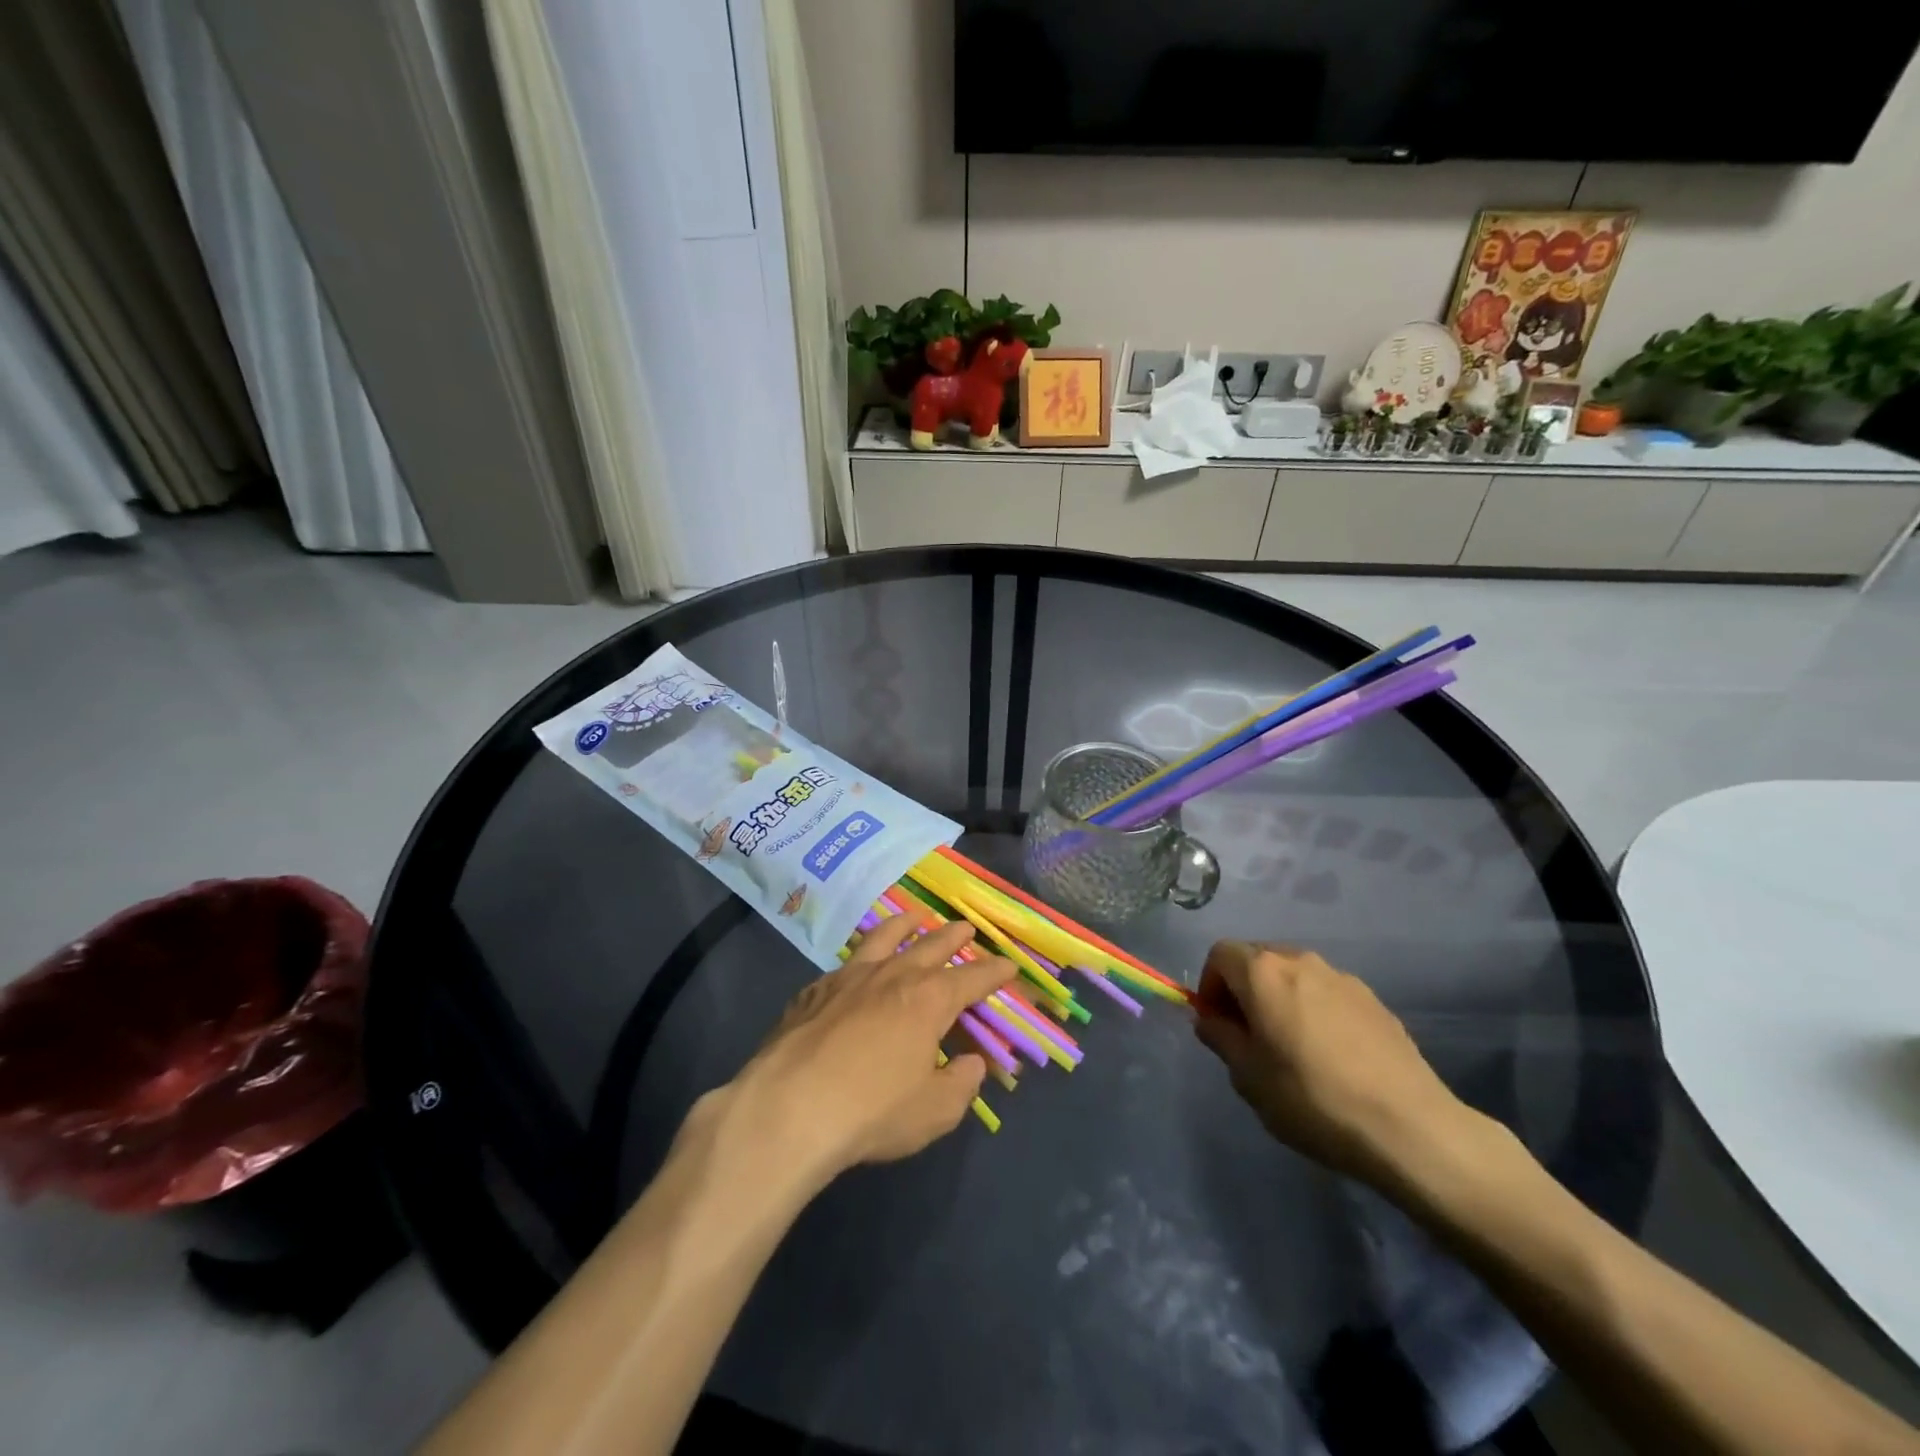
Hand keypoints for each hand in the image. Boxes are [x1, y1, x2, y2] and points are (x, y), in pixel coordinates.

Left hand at [715, 917, 1014, 1191]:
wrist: (789, 1108)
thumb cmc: (872, 1111)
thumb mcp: (935, 1111)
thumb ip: (961, 1084)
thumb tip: (972, 1063)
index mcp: (929, 1000)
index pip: (973, 978)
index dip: (994, 972)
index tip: (1009, 965)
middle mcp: (893, 975)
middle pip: (931, 945)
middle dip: (953, 936)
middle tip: (966, 927)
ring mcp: (849, 977)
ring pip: (884, 937)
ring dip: (905, 925)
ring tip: (915, 917)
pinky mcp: (814, 990)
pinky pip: (845, 963)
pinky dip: (861, 956)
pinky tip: (856, 965)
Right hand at [1192, 941, 1480, 1192]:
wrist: (1410, 1127)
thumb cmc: (1312, 1098)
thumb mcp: (1248, 1077)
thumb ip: (1220, 1038)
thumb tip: (1210, 1019)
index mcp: (1263, 972)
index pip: (1220, 954)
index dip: (1210, 985)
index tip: (1218, 1025)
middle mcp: (1301, 961)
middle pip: (1257, 959)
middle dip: (1244, 989)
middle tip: (1250, 1037)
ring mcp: (1342, 977)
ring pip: (1294, 975)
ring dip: (1280, 998)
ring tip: (1292, 1048)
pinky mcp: (1374, 1000)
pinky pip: (1327, 993)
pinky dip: (1315, 1010)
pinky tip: (1331, 1057)